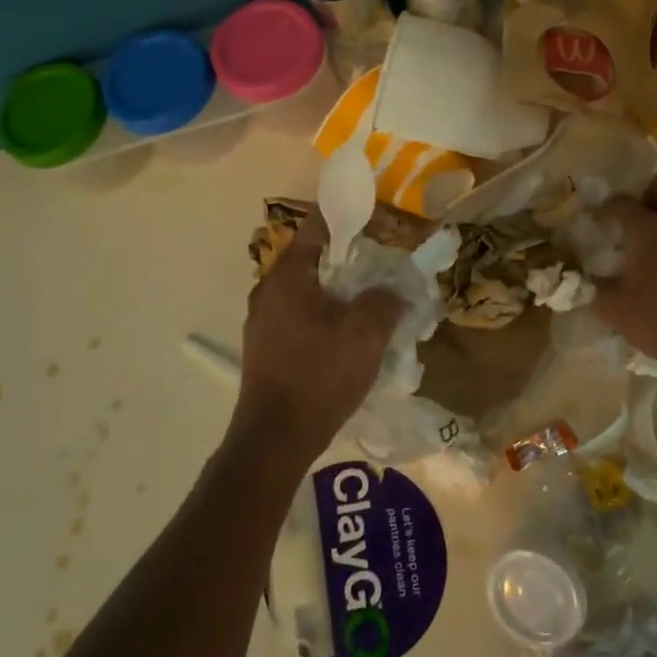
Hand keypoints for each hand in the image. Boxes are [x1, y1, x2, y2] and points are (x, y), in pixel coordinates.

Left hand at [235, 208, 404, 463]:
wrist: (276, 438)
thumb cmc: (319, 375)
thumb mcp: (365, 333)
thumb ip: (385, 300)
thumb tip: (394, 290)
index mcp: (287, 276)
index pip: (316, 227)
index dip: (348, 218)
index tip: (377, 220)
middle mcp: (268, 291)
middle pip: (312, 259)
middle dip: (349, 259)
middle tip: (383, 265)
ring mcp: (262, 321)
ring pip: (307, 291)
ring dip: (338, 292)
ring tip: (371, 301)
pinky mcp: (266, 347)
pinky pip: (300, 317)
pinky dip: (325, 315)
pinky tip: (348, 336)